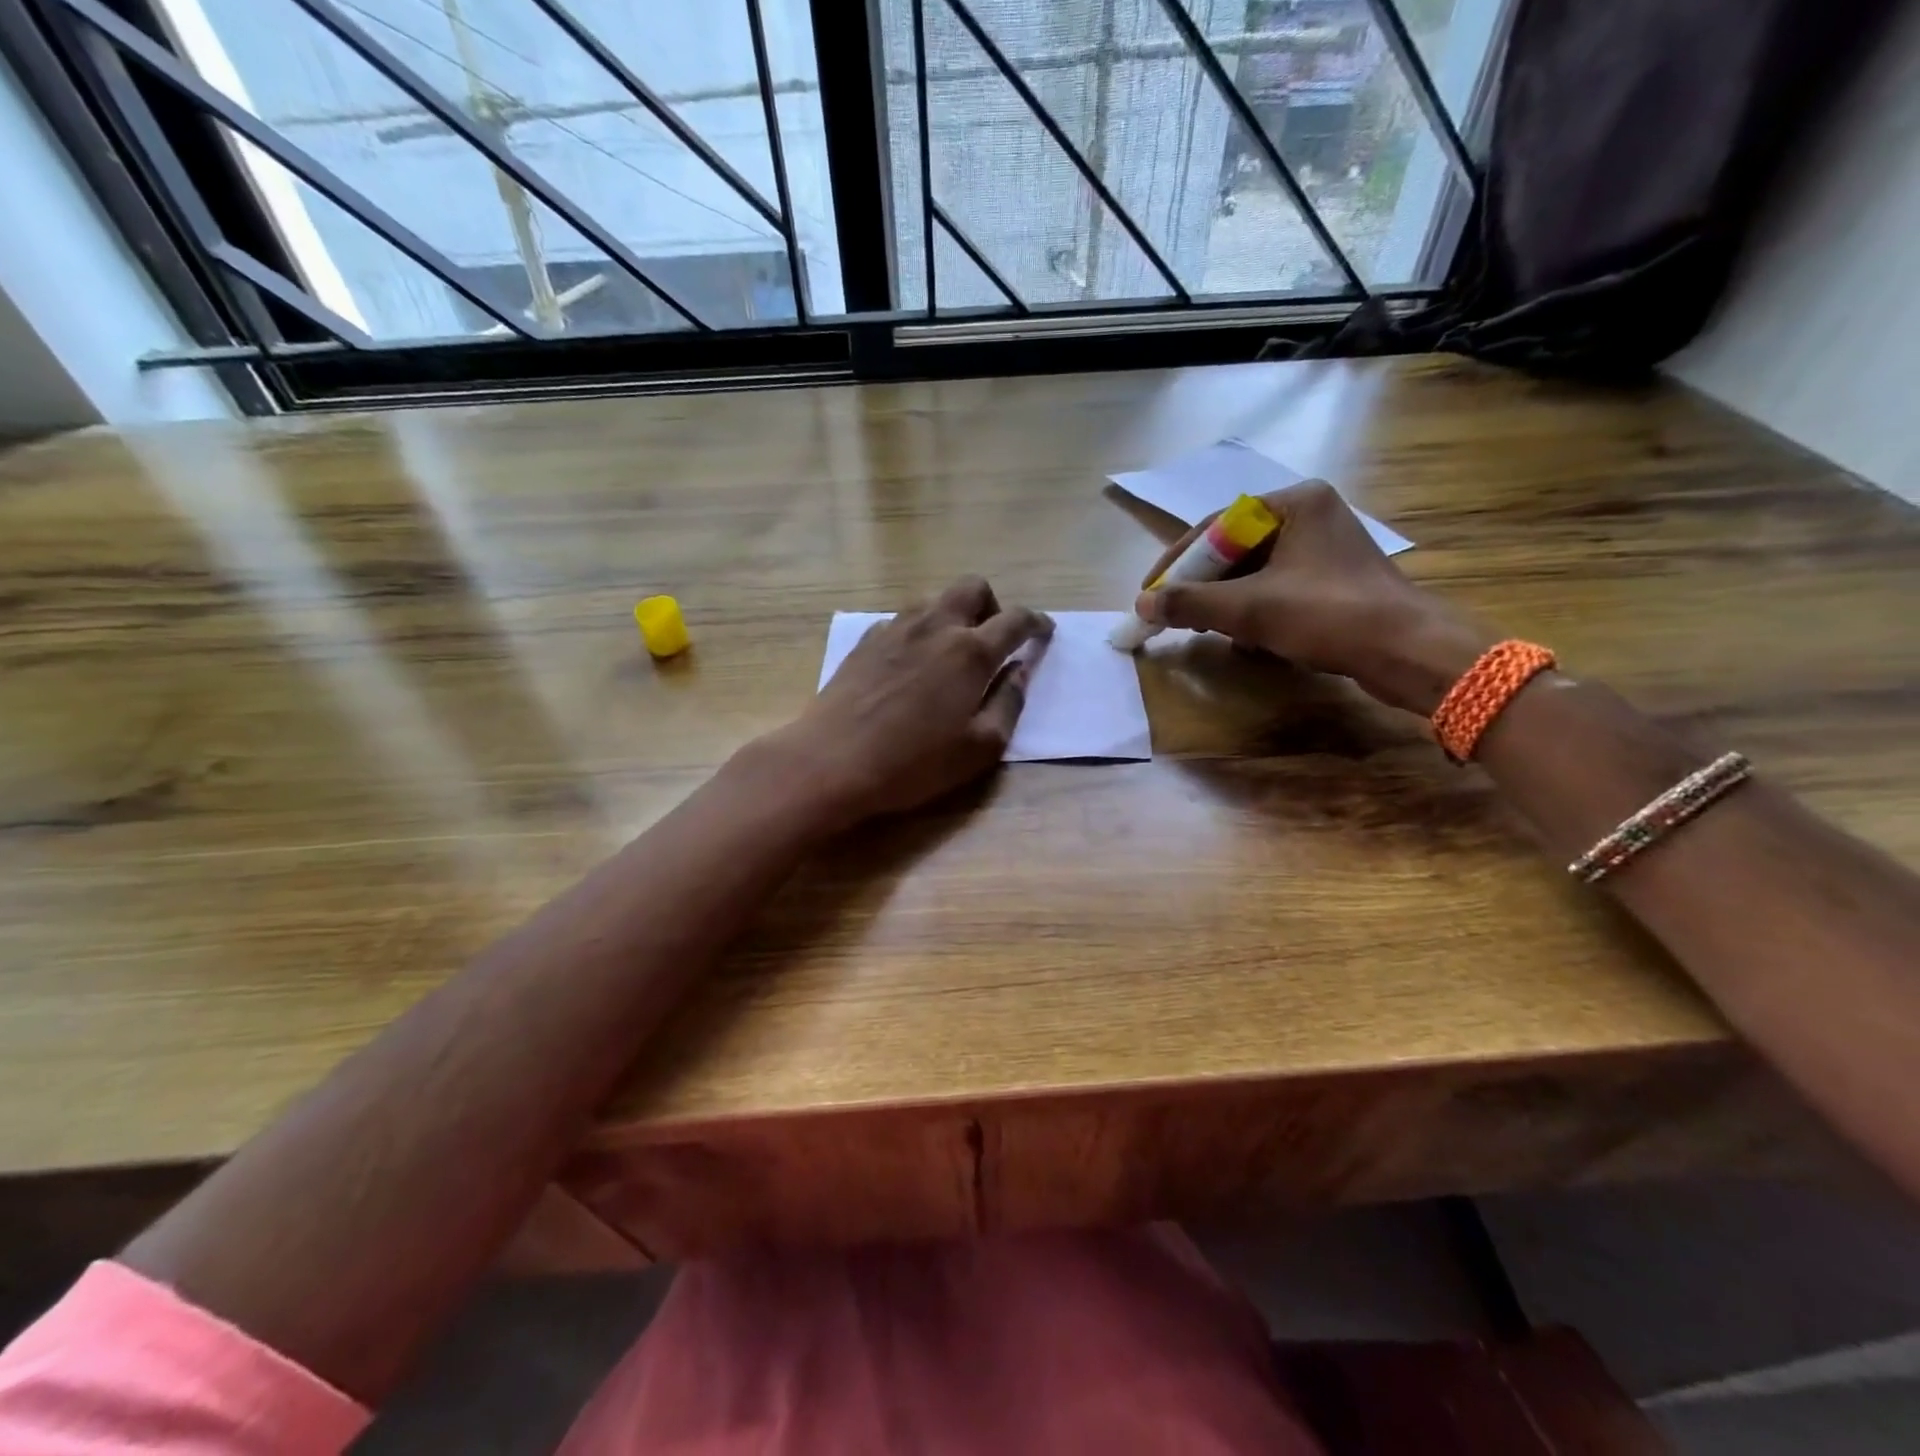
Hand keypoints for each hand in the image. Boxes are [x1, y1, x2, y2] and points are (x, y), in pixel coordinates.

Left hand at [765, 576, 1052, 828]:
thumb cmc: (913, 763)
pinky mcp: (865, 641)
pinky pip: (903, 620)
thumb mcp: (980, 747)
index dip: (1036, 623)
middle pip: (973, 587)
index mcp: (970, 651)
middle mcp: (934, 626)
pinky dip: (919, 632)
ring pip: (935, 600)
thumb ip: (1009, 703)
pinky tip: (912, 665)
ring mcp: (895, 629)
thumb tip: (1021, 671)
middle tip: (993, 642)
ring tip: (951, 654)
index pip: (1016, 620)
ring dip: (953, 616)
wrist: (831, 762)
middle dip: (993, 606)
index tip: (1044, 632)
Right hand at [1135, 480, 1491, 714]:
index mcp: (1293, 502)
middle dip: (1200, 584)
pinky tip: (1240, 636)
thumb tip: (1142, 604)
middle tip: (1170, 613)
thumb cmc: (1328, 615)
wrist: (1407, 652)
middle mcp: (1309, 514)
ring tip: (1198, 626)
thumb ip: (1190, 602)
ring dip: (1222, 600)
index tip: (1150, 593)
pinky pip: (1275, 585)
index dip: (1177, 562)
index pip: (1216, 526)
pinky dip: (1251, 608)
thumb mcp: (1250, 608)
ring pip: (1253, 570)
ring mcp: (1323, 547)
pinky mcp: (1332, 578)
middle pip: (1233, 548)